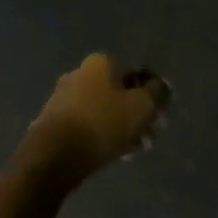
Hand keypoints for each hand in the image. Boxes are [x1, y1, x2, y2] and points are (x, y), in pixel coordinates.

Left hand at [28, 53, 169, 177]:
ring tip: (134, 149)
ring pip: (104, 110)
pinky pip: (88, 125)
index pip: (137, 73)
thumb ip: (158, 93)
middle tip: (150, 136)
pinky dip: (103, 135)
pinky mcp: (54, 121)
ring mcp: (63, 98)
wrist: (55, 154)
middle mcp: (80, 74)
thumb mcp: (142, 106)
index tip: (161, 116)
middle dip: (137, 114)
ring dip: (122, 127)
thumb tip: (162, 86)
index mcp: (101, 63)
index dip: (153, 94)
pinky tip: (114, 153)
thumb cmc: (103, 123)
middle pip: (119, 93)